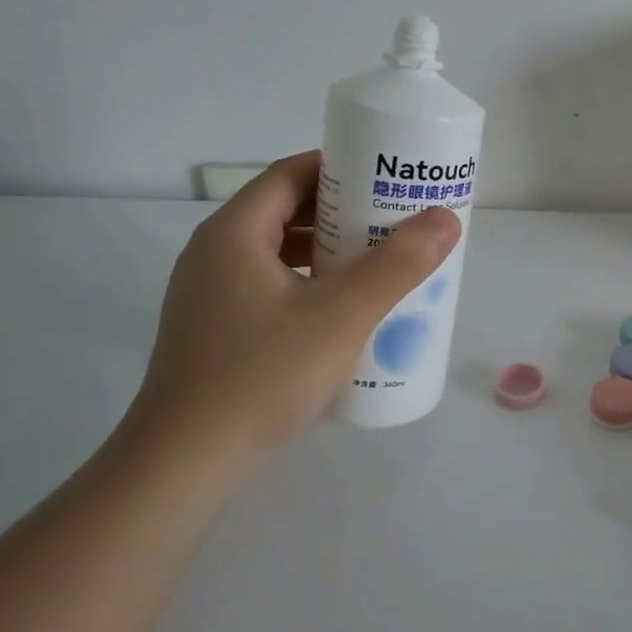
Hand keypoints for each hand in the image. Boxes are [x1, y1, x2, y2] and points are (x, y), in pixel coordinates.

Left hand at [127, 152, 460, 471]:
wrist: (186, 463)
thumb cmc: (264, 375)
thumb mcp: (343, 314)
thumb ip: (397, 264)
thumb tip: (445, 219)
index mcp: (234, 234)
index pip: (291, 174)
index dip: (342, 168)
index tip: (389, 178)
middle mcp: (215, 254)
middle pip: (285, 211)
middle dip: (343, 212)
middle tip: (396, 222)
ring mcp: (211, 296)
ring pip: (279, 253)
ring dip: (329, 250)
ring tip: (381, 263)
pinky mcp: (217, 331)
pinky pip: (272, 287)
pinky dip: (311, 283)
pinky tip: (344, 312)